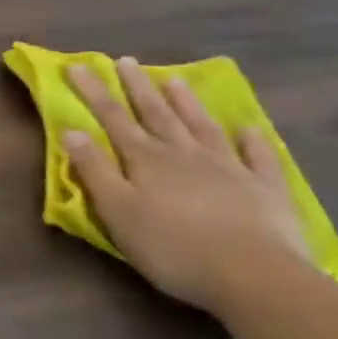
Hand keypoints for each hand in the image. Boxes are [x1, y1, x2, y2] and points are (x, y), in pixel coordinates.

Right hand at [63, 58, 312, 315]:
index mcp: (145, 159)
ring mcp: (229, 168)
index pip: (112, 117)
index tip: (77, 65)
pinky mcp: (266, 189)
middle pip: (156, 113)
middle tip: (126, 60)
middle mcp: (184, 153)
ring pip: (202, 126)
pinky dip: (253, 140)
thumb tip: (71, 129)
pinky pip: (259, 157)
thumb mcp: (117, 212)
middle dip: (138, 86)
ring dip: (186, 102)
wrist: (255, 277)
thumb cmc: (173, 248)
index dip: (93, 91)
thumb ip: (93, 169)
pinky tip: (249, 128)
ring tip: (175, 79)